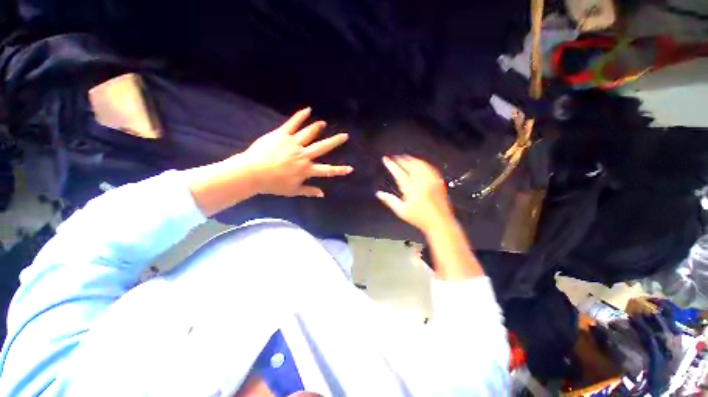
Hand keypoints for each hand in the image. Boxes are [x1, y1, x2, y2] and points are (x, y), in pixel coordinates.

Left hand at [240, 107, 352, 196]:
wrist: (252, 172)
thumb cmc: (273, 184)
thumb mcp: (292, 191)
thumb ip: (309, 191)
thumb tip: (322, 194)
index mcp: (306, 170)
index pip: (327, 170)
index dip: (340, 170)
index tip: (351, 168)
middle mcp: (303, 155)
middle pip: (323, 147)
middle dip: (335, 141)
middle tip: (345, 135)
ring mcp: (293, 143)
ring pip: (309, 133)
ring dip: (318, 127)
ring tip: (324, 123)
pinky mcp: (282, 134)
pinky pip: (293, 123)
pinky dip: (301, 116)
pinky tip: (308, 110)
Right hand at [376, 156, 454, 233]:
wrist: (440, 222)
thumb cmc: (420, 218)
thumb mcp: (401, 211)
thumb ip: (389, 201)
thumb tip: (379, 194)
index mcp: (411, 189)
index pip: (398, 172)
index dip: (391, 164)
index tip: (386, 159)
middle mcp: (421, 182)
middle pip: (410, 165)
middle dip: (401, 159)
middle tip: (394, 157)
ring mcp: (431, 180)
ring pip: (420, 164)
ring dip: (411, 159)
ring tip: (405, 158)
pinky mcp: (438, 181)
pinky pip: (430, 167)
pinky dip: (422, 163)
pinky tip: (420, 163)